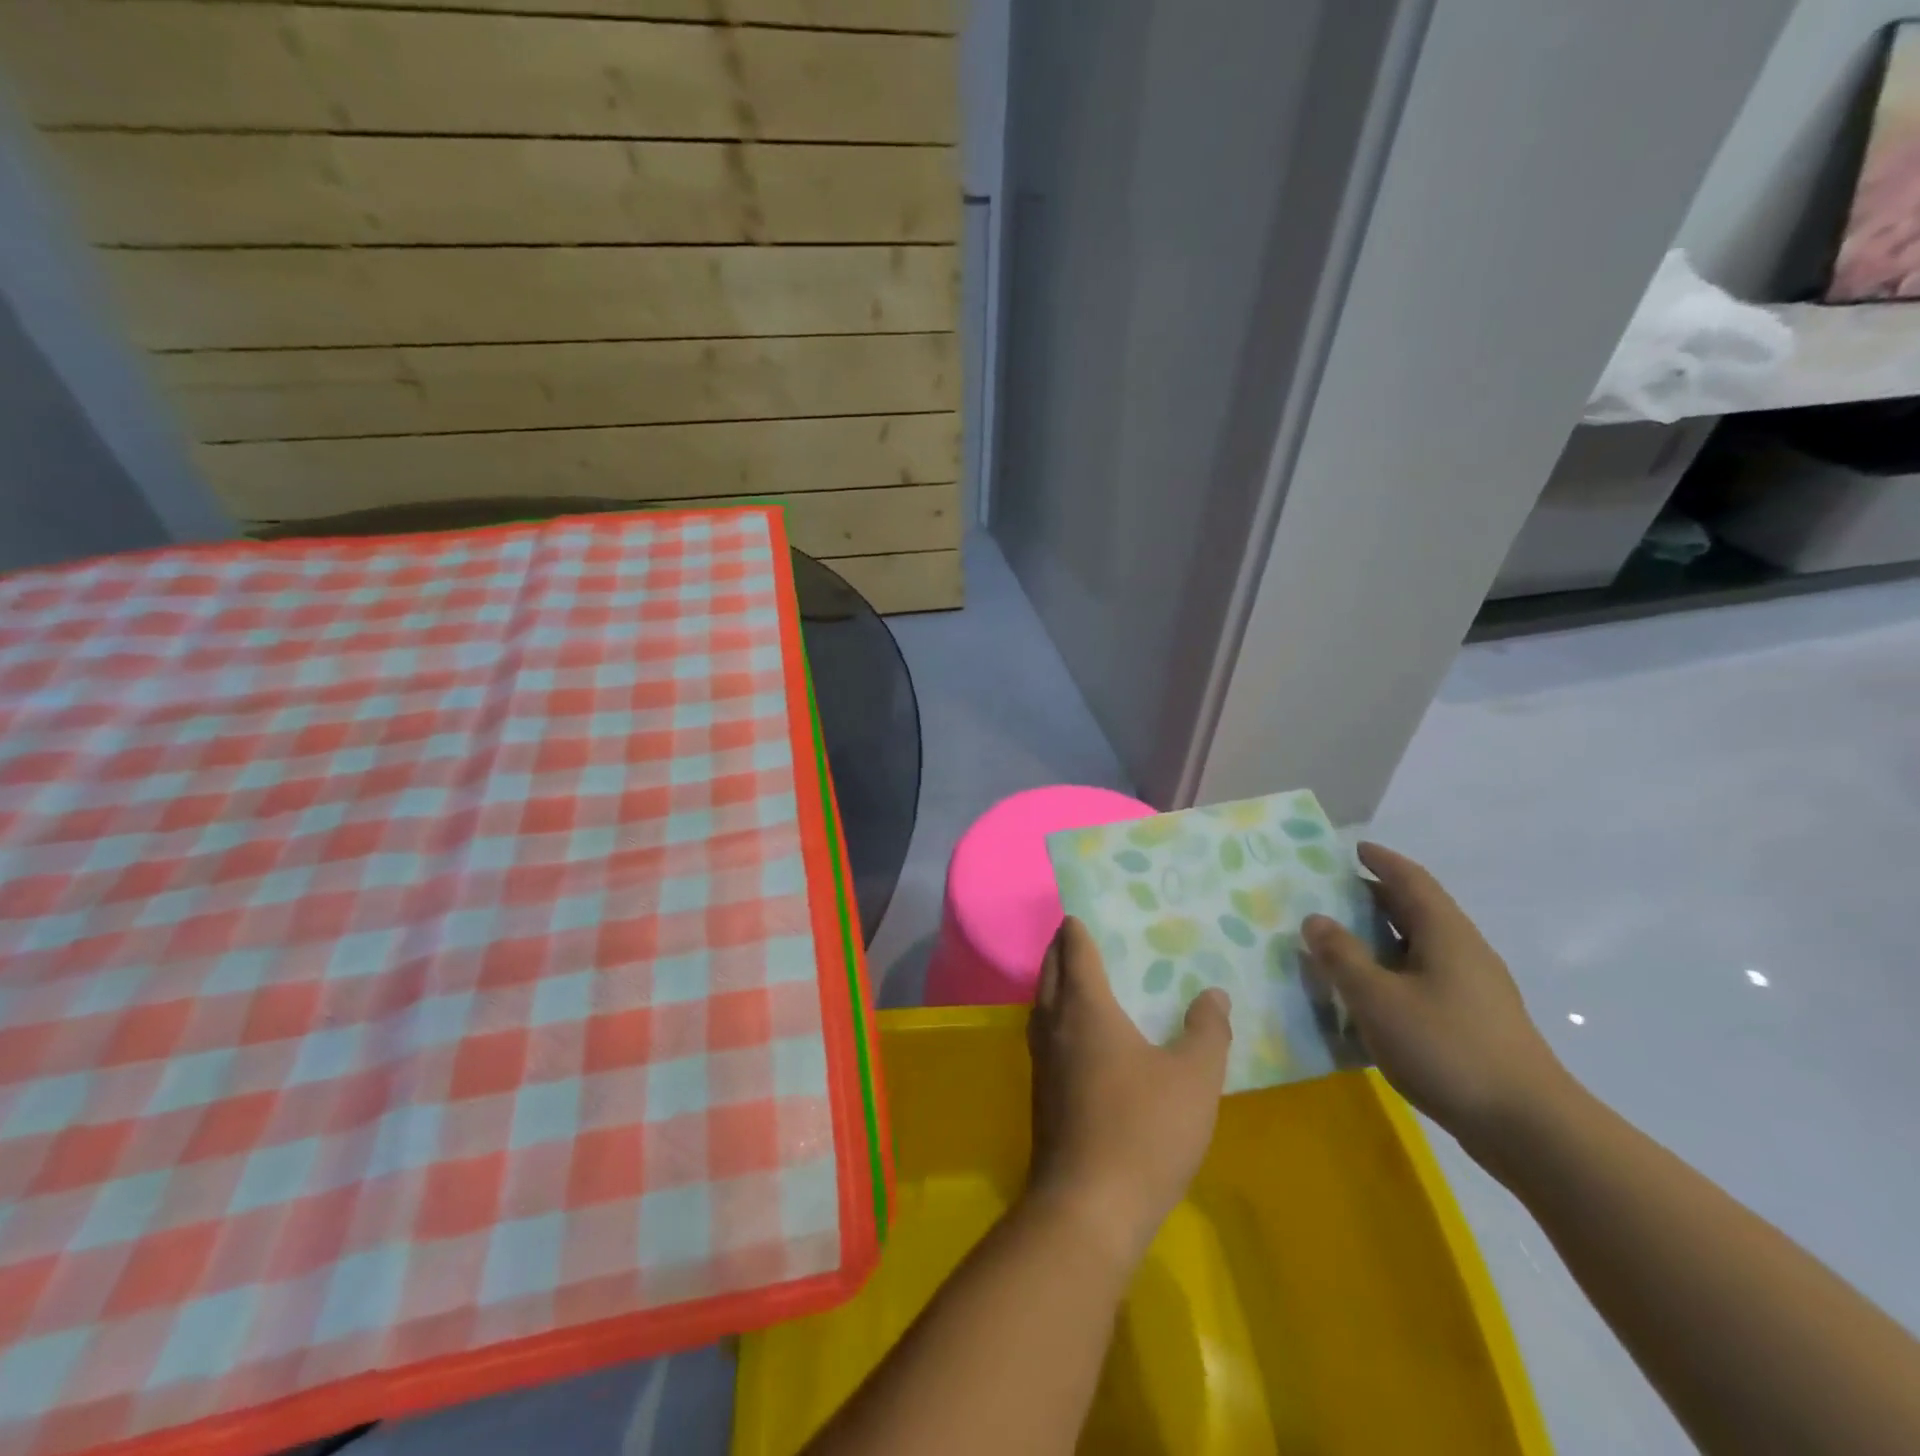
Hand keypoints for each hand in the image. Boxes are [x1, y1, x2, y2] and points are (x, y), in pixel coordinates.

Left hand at [1024, 917, 1231, 1267]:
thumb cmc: (1144, 1129)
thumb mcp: (1194, 1078)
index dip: (1076, 929)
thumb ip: (1207, 1031)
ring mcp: (1041, 1061)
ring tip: (1077, 979)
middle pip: (1049, 972)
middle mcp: (1054, 1024)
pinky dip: (1057, 1016)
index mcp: (1085, 1008)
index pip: (1075, 952)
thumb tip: (1214, 994)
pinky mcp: (1040, 1093)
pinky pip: (1045, 1034)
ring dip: (1054, 983)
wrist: (1088, 1206)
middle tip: (1077, 936)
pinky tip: (1079, 1037)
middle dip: (1060, 949)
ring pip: (1042, 1004)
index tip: (1079, 913)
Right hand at [1301, 843, 1570, 1151]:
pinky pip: (1426, 976)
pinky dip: (1394, 969)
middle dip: (1377, 896)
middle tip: (1334, 893)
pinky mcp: (1476, 1021)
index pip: (1411, 880)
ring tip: (1343, 941)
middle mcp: (1464, 951)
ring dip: (1383, 936)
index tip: (1354, 849)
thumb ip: (1342, 956)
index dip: (1382, 861)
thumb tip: (1316, 919)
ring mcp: (1475, 988)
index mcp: (1445, 933)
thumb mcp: (1377, 999)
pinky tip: (1372, 993)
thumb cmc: (1446, 1048)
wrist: (1529, 1127)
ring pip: (1422, 945)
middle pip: (1418, 909)